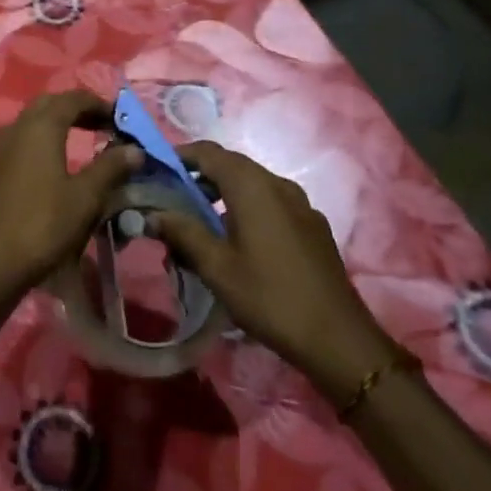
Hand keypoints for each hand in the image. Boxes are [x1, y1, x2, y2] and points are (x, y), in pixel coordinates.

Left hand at [0, 90, 141, 304]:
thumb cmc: (44, 224)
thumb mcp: (86, 197)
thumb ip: (110, 167)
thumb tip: (135, 148)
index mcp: (41, 126)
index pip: (73, 98)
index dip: (98, 103)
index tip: (120, 119)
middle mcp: (16, 126)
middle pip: (50, 104)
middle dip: (77, 109)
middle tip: (103, 126)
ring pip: (32, 121)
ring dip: (57, 124)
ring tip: (82, 142)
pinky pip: (20, 139)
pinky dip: (41, 140)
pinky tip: (53, 163)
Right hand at [149, 140, 395, 391]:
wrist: (338, 339)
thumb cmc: (270, 297)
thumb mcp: (217, 267)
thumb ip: (183, 233)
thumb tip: (152, 213)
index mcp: (252, 186)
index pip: (208, 152)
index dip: (179, 155)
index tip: (155, 170)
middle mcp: (278, 184)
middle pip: (230, 166)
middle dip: (198, 176)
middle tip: (171, 199)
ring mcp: (300, 204)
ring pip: (251, 185)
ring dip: (222, 194)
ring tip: (198, 223)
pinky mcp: (311, 225)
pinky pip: (270, 203)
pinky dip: (245, 208)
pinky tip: (236, 241)